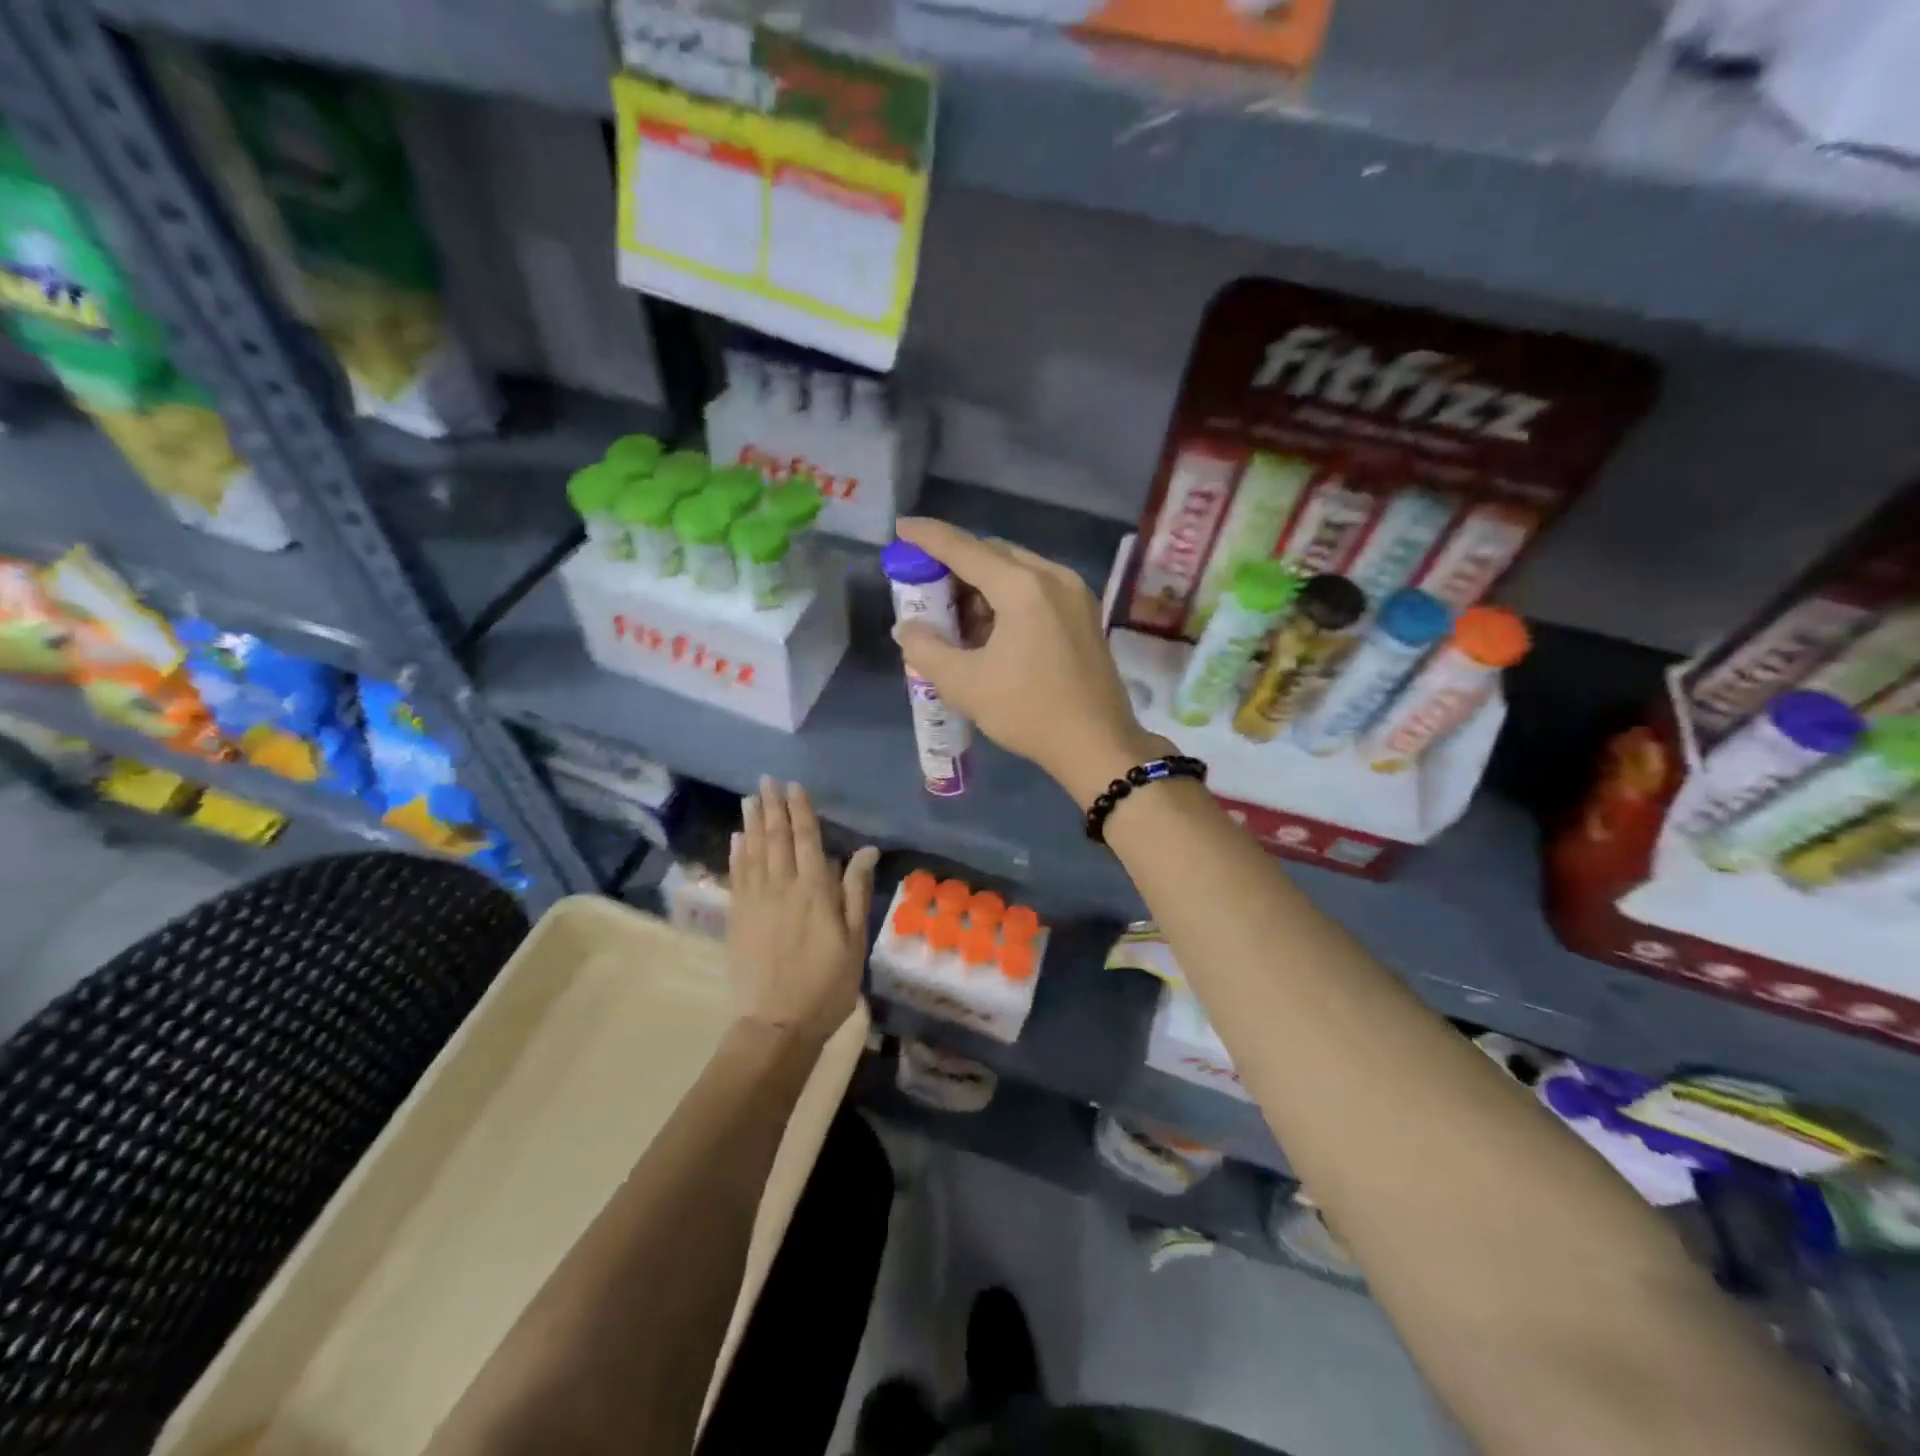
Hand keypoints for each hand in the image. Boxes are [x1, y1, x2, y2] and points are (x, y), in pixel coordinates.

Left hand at [728, 777, 878, 1048]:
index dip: (801, 811)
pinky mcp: (738, 918)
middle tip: (766, 780)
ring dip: (752, 823)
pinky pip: (737, 876)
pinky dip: (737, 854)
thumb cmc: (827, 985)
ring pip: (753, 852)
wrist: (777, 1025)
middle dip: (772, 807)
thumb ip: (856, 892)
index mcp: (815, 891)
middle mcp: (782, 887)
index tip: (794, 786)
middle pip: (776, 839)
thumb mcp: (854, 941)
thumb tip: (865, 850)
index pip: (807, 840)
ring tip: (750, 799)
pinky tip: (737, 839)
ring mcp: (755, 902)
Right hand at [889, 517, 1167, 806]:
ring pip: (1016, 571)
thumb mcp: (964, 684)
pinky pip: (1036, 588)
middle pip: (992, 554)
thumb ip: (925, 649)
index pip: (965, 549)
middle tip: (924, 586)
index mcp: (1023, 587)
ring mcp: (1074, 593)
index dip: (928, 537)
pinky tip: (990, 628)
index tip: (901, 529)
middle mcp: (1053, 577)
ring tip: (954, 617)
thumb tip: (907, 627)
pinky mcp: (1084, 613)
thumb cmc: (1029, 712)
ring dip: (981, 585)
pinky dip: (1006, 597)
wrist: (1098, 745)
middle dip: (954, 565)